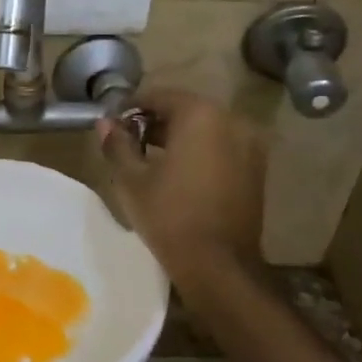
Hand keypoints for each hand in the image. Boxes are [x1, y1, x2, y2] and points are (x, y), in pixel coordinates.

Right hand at [96, 88, 266, 279]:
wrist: (219, 265)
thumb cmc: (169, 216)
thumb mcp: (132, 180)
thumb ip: (117, 144)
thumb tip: (105, 122)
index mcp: (200, 115)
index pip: (159, 96)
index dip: (131, 108)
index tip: (113, 125)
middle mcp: (231, 120)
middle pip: (185, 109)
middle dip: (155, 122)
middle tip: (129, 143)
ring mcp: (249, 145)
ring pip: (205, 129)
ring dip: (178, 137)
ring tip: (151, 160)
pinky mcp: (257, 169)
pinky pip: (222, 147)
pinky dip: (200, 151)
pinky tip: (179, 174)